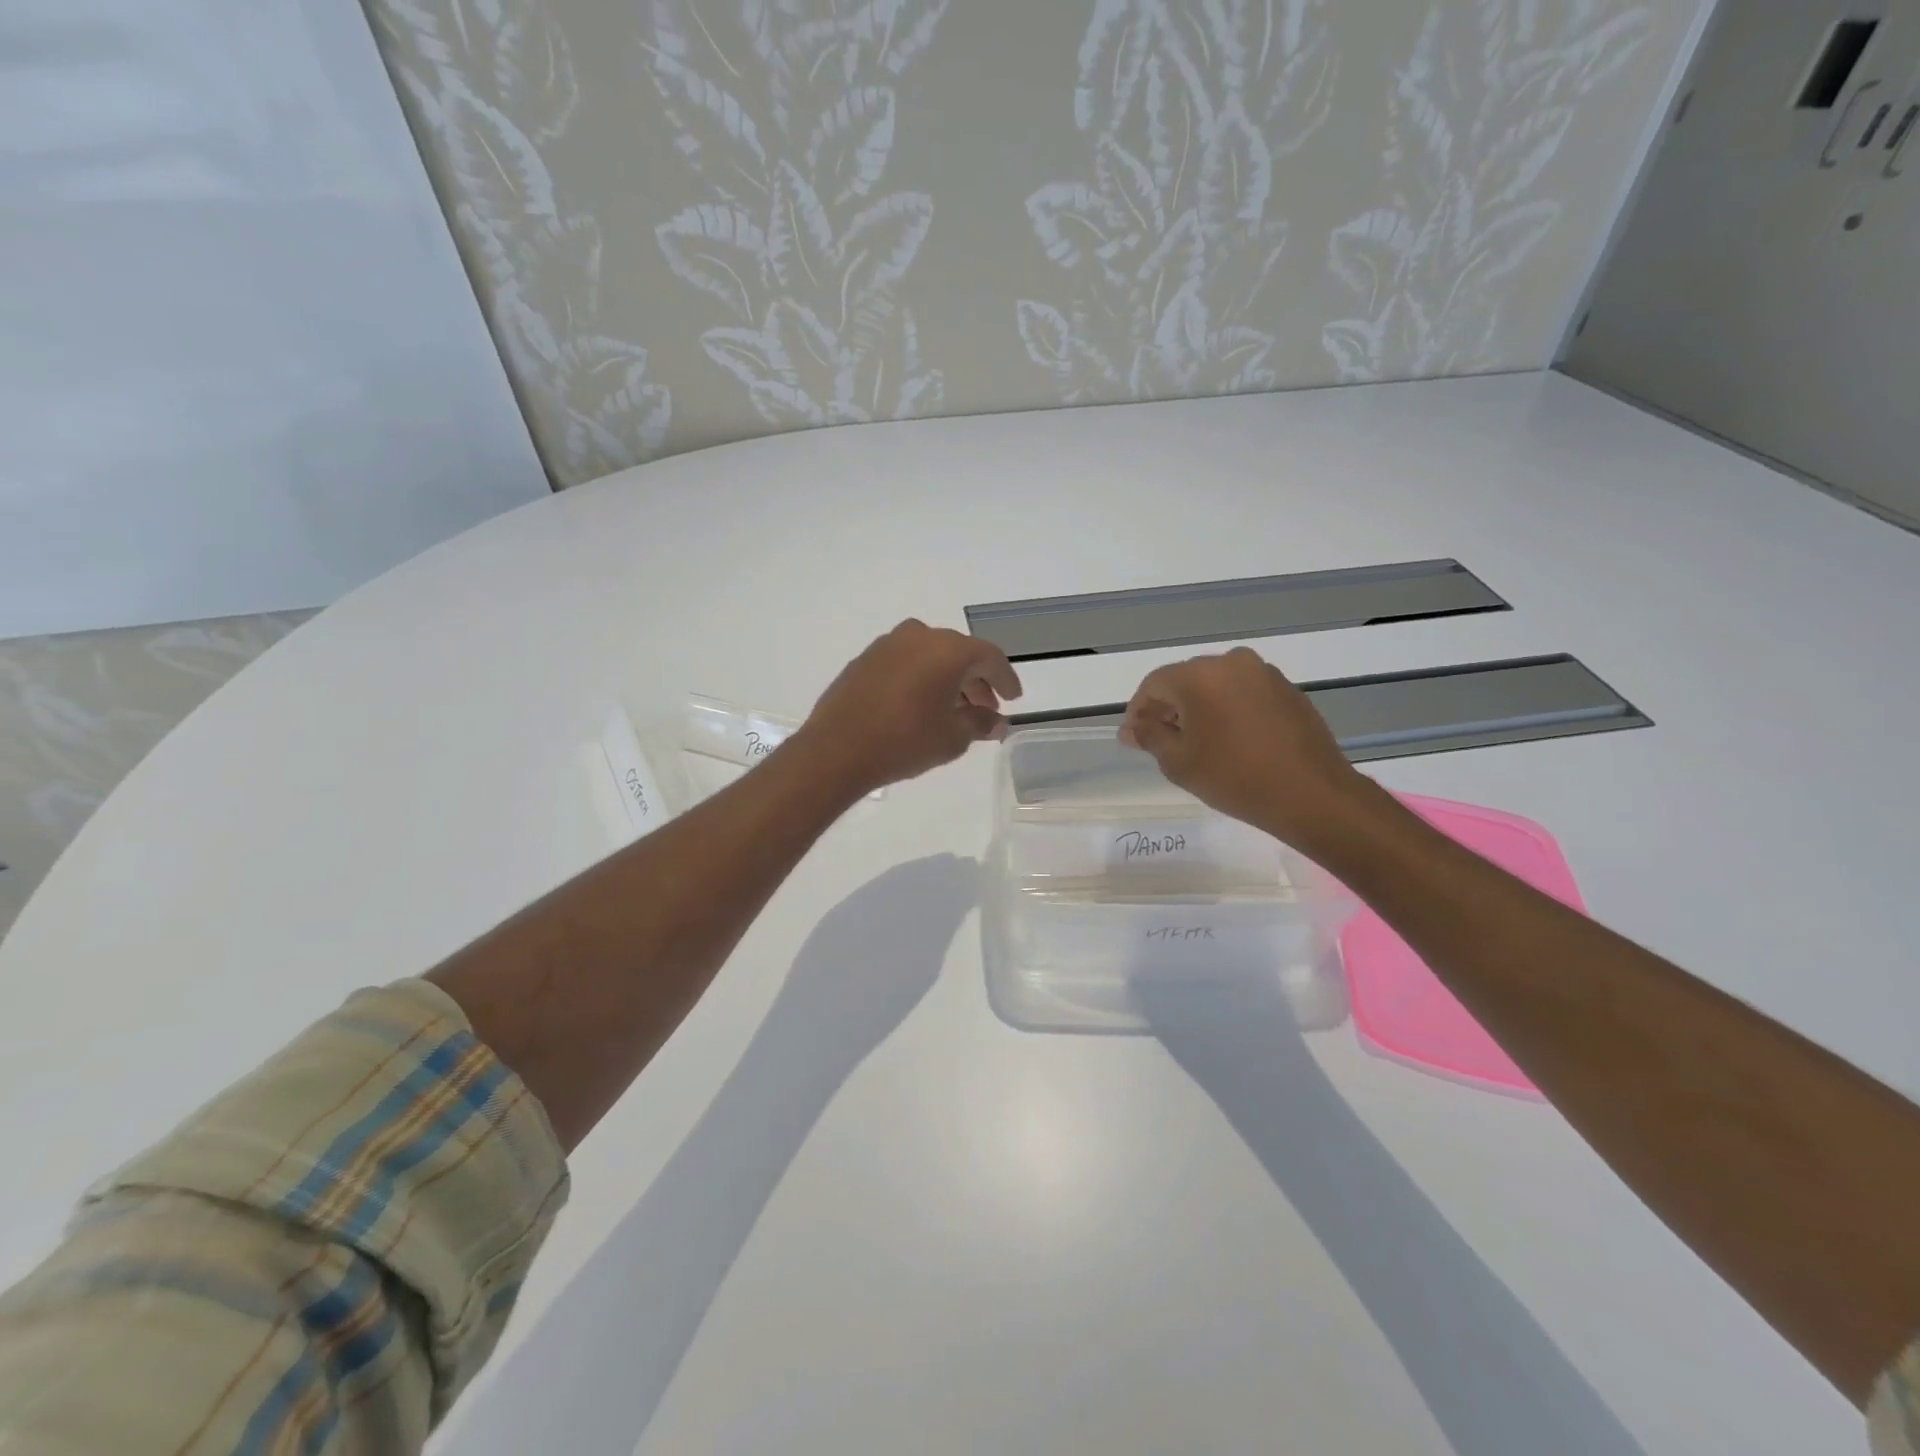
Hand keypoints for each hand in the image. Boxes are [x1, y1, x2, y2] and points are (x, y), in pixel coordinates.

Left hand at [798, 620, 1022, 794]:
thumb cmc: (905, 741)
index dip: (1005, 679)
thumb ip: (981, 724)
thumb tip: (997, 722)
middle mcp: (920, 636)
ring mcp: (888, 644)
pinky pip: (906, 662)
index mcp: (948, 650)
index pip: (989, 657)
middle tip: (986, 708)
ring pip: (931, 656)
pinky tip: (921, 704)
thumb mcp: (952, 738)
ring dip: (948, 678)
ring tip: (954, 710)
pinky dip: (921, 677)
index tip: (1013, 698)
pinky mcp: (865, 659)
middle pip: (959, 653)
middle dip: (976, 680)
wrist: (836, 750)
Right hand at [1120, 647, 1370, 847]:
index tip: (1135, 739)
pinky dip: (1229, 710)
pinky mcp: (1287, 689)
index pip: (1153, 684)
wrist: (1311, 794)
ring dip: (1200, 708)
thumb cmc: (1234, 777)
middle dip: (1169, 708)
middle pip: (1185, 680)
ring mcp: (1264, 673)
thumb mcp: (1178, 762)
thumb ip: (1150, 737)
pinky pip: (1243, 693)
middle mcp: (1231, 663)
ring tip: (1198, 743)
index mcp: (1199, 675)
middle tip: (1162, 742)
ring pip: (1216, 685)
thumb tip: (1132, 727)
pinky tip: (1231, 741)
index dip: (1138, 711)